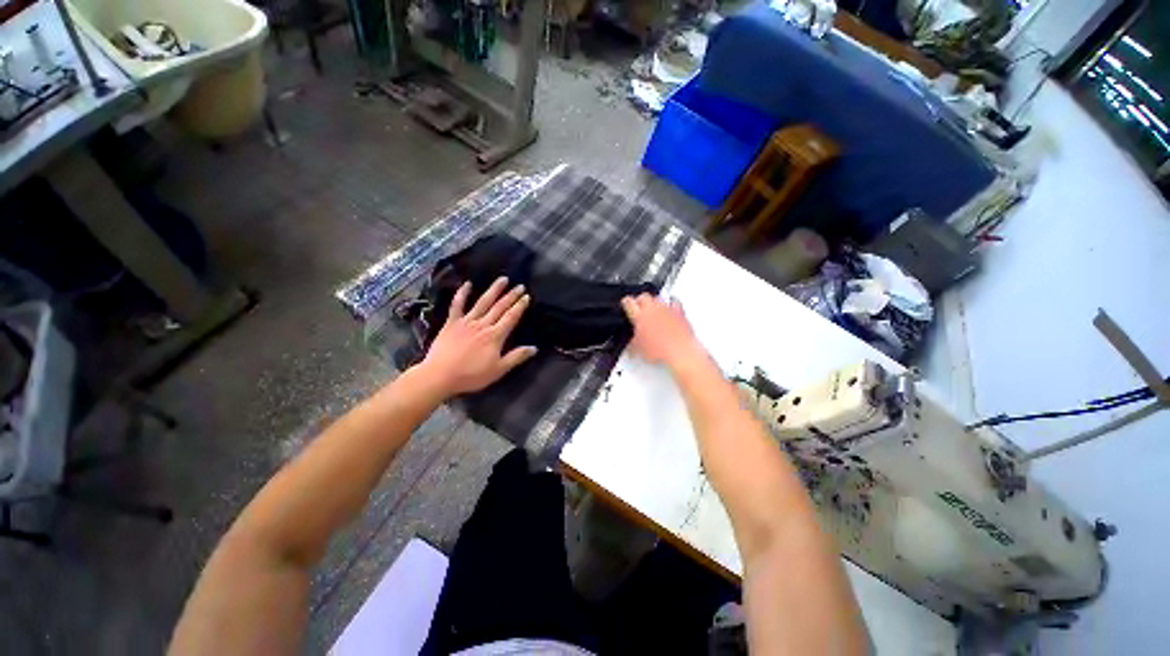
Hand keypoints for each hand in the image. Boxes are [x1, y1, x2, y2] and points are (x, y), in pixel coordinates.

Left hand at [418, 277, 537, 395]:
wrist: (440, 375)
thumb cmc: (471, 375)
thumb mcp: (498, 370)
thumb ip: (516, 357)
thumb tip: (534, 348)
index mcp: (495, 336)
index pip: (511, 317)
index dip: (520, 306)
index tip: (526, 296)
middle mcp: (483, 324)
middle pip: (500, 307)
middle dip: (511, 296)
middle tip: (519, 285)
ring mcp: (466, 321)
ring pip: (483, 302)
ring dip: (494, 290)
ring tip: (502, 279)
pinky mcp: (451, 323)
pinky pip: (457, 305)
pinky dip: (462, 293)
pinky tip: (467, 284)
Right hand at [620, 293, 705, 368]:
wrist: (679, 352)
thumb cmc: (660, 351)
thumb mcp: (638, 349)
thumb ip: (632, 342)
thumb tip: (631, 345)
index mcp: (639, 316)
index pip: (628, 302)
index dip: (625, 302)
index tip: (625, 303)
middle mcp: (652, 309)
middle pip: (643, 296)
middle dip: (640, 300)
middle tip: (638, 306)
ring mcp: (666, 309)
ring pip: (657, 297)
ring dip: (654, 301)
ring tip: (653, 308)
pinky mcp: (679, 312)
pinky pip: (674, 301)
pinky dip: (671, 303)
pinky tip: (670, 307)